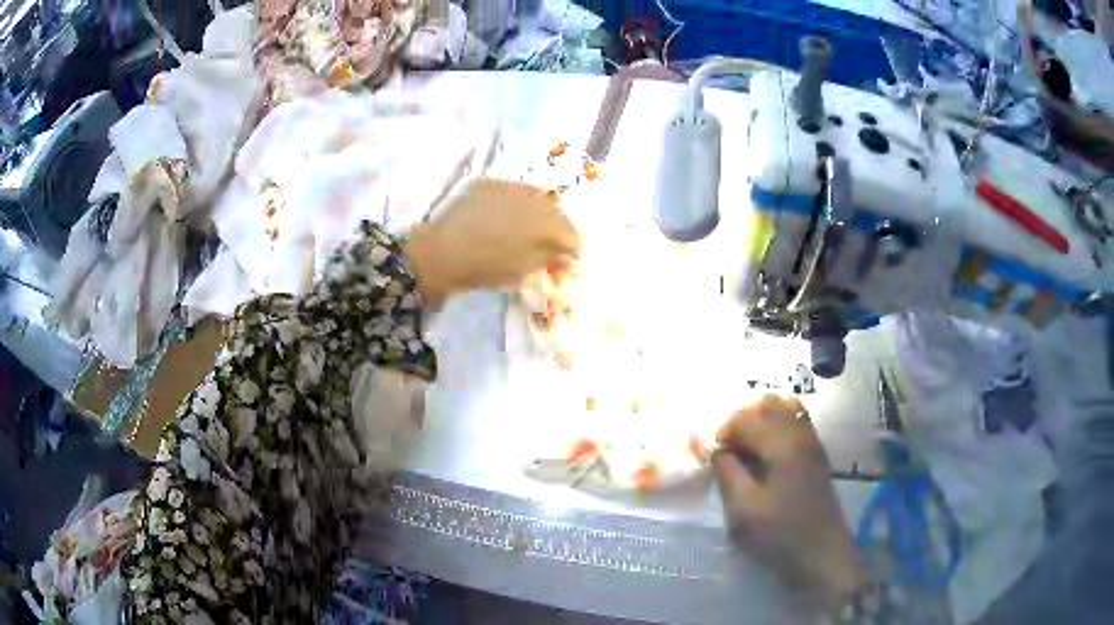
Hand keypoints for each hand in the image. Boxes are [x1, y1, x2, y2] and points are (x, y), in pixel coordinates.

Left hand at [402, 178, 579, 299]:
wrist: (442, 253)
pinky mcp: (489, 183)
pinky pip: (512, 190)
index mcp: (545, 225)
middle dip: (557, 226)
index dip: (571, 247)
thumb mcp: (522, 270)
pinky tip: (506, 214)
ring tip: (528, 225)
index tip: (567, 258)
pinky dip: (515, 201)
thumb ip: (548, 258)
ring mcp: (510, 188)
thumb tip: (567, 255)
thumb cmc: (485, 268)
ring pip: (535, 196)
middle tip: (549, 242)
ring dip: (537, 210)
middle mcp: (533, 200)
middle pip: (556, 211)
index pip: (570, 233)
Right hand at [713, 395, 868, 610]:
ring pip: (784, 408)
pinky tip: (768, 457)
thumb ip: (726, 472)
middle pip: (766, 404)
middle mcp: (800, 433)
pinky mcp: (817, 454)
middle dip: (742, 422)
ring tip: (748, 453)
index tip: (712, 460)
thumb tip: (716, 450)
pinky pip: (796, 422)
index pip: (743, 418)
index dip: (722, 434)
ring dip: (761, 422)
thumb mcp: (743, 509)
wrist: (822, 554)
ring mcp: (812, 441)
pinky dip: (777, 428)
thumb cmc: (779, 534)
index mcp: (781, 443)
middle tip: (729, 454)